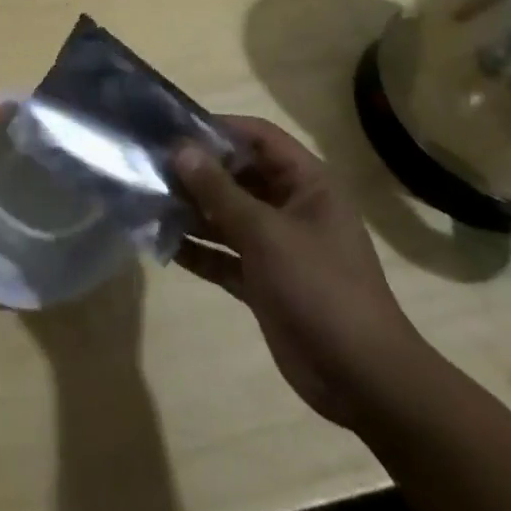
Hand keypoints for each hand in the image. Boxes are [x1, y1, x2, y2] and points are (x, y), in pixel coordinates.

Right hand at [172, 115, 435, 428]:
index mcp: (307, 184)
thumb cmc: (320, 289)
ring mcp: (277, 245)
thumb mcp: (266, 233)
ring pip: (226, 215)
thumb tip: (181, 149)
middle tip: (150, 166)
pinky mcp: (263, 280)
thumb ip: (219, 191)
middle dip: (197, 173)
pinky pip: (224, 254)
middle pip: (238, 175)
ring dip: (191, 211)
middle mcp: (291, 207)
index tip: (173, 130)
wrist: (363, 381)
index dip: (219, 129)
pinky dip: (198, 249)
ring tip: (147, 201)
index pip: (259, 137)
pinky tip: (162, 244)